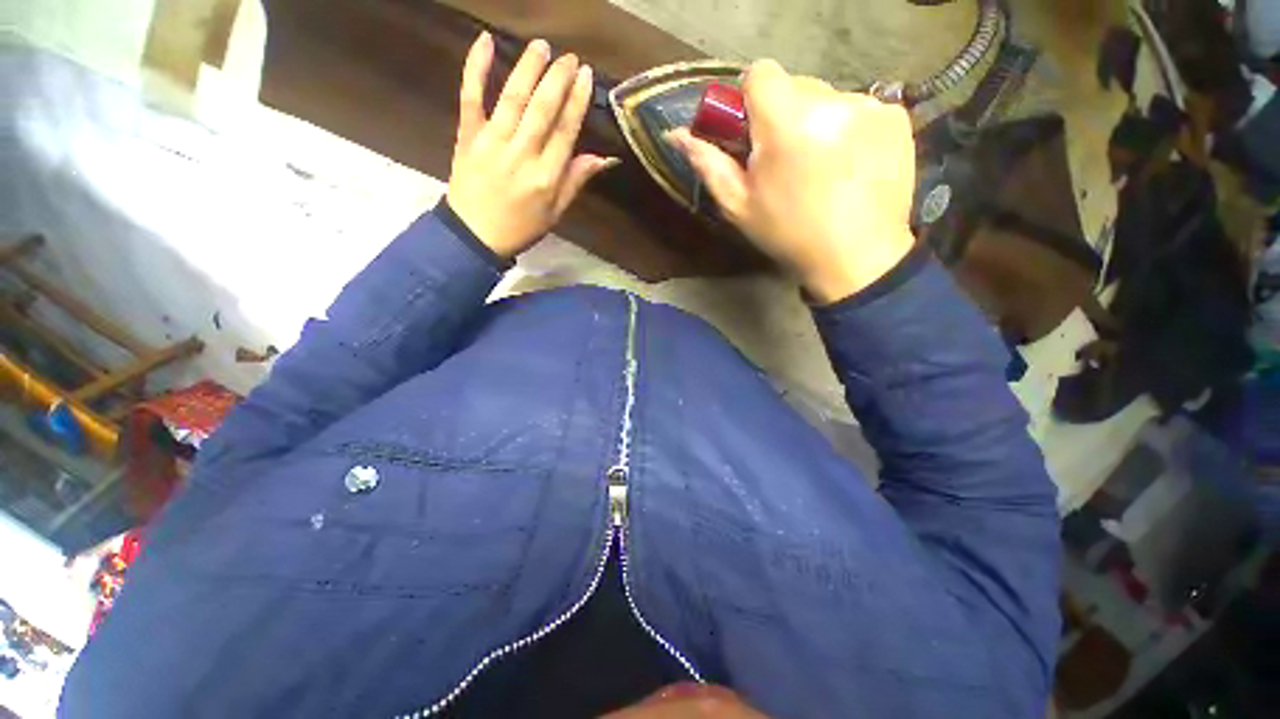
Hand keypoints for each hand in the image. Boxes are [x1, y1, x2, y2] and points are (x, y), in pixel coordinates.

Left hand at [446, 33, 616, 257]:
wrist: (474, 235)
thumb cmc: (521, 228)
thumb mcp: (555, 213)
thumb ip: (575, 181)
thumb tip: (603, 158)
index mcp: (546, 178)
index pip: (565, 132)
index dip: (577, 101)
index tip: (585, 76)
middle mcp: (521, 155)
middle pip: (542, 109)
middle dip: (557, 79)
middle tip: (569, 57)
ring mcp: (492, 142)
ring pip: (513, 98)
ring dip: (529, 68)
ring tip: (542, 46)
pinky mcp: (467, 135)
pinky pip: (470, 96)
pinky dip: (476, 67)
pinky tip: (486, 42)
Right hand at [668, 60, 916, 303]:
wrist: (856, 256)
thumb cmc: (788, 234)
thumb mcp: (739, 206)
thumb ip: (708, 164)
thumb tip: (677, 134)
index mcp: (785, 124)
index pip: (760, 73)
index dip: (751, 100)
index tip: (753, 133)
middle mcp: (830, 102)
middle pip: (794, 83)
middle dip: (781, 113)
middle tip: (784, 158)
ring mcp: (868, 106)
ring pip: (826, 95)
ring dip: (814, 121)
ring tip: (818, 165)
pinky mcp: (895, 116)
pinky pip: (858, 107)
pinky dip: (847, 127)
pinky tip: (848, 163)